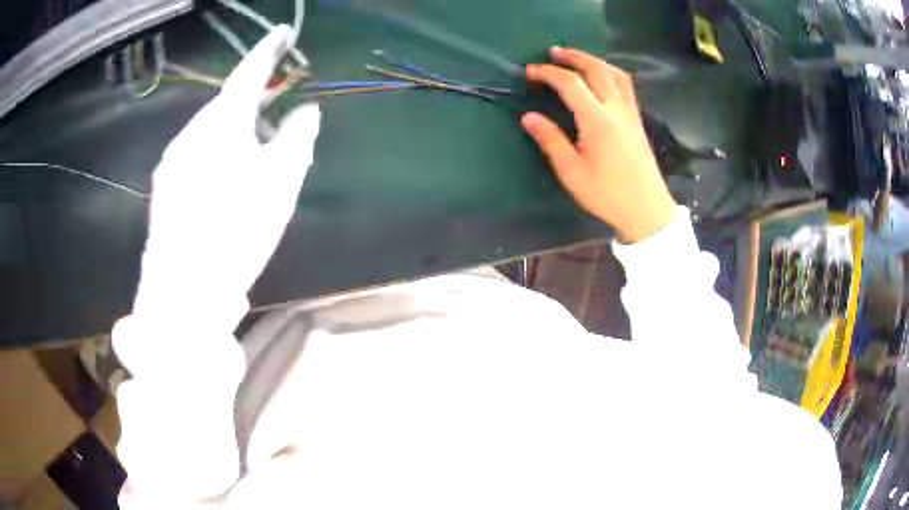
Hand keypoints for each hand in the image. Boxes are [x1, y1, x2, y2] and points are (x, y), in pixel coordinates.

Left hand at [133, 26, 320, 325]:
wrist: (185, 290)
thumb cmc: (237, 230)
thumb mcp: (281, 182)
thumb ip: (299, 137)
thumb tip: (306, 111)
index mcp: (221, 123)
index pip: (248, 73)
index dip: (268, 50)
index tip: (282, 33)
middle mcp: (191, 133)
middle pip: (226, 105)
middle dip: (252, 104)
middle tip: (275, 121)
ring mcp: (172, 161)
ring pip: (208, 132)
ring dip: (233, 134)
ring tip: (251, 164)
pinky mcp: (164, 188)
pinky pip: (194, 156)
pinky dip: (214, 157)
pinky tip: (223, 187)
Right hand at [522, 47, 676, 243]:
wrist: (647, 211)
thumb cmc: (607, 195)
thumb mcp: (572, 172)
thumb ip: (551, 141)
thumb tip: (529, 117)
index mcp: (597, 120)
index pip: (570, 83)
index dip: (548, 73)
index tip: (529, 73)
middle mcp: (616, 109)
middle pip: (596, 69)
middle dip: (573, 57)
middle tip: (553, 53)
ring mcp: (631, 114)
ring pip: (615, 74)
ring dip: (594, 61)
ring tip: (577, 60)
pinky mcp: (637, 121)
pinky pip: (625, 86)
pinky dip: (610, 74)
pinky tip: (601, 81)